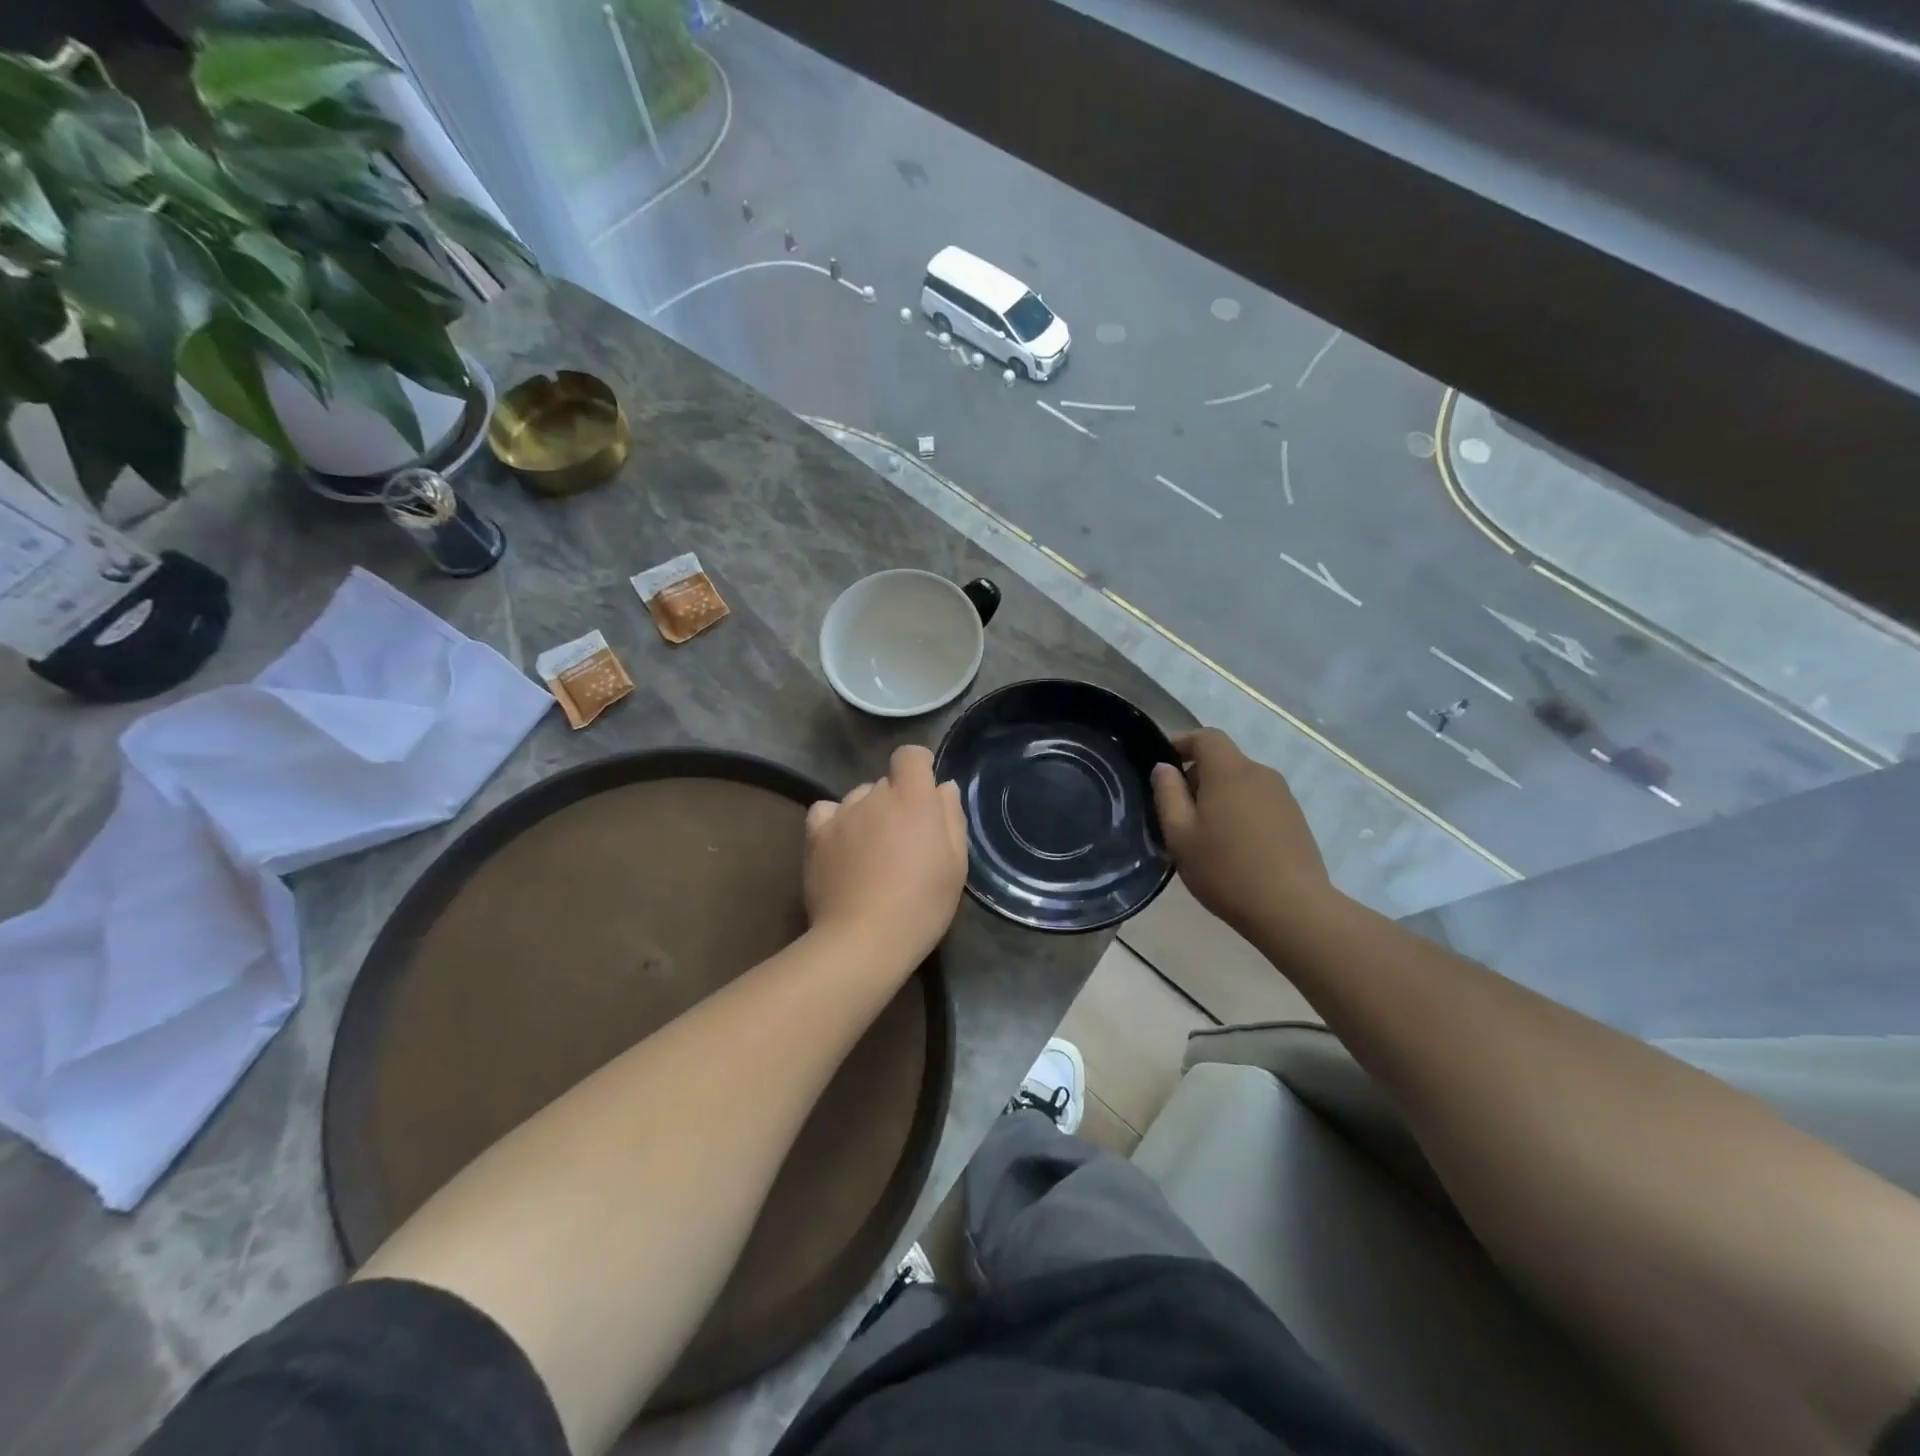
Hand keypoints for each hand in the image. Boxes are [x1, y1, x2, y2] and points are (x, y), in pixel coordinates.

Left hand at [805, 744, 968, 966]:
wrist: (863, 940)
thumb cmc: (921, 905)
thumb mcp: (955, 865)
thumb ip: (951, 817)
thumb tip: (943, 788)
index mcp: (912, 798)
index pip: (910, 755)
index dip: (919, 767)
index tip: (925, 792)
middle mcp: (874, 795)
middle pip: (886, 783)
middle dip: (897, 802)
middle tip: (904, 841)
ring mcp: (841, 813)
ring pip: (858, 797)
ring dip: (868, 813)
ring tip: (871, 851)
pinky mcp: (815, 834)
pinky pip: (826, 811)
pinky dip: (835, 821)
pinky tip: (841, 846)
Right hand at [1151, 728, 1331, 936]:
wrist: (1292, 909)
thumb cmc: (1226, 870)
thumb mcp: (1180, 835)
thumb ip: (1168, 794)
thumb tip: (1164, 768)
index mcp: (1229, 772)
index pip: (1206, 736)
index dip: (1182, 742)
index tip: (1164, 766)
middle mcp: (1260, 774)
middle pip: (1223, 760)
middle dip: (1197, 776)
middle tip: (1177, 812)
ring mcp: (1282, 796)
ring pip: (1241, 783)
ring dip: (1219, 797)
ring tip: (1204, 834)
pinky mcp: (1295, 818)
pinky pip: (1258, 801)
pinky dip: (1239, 811)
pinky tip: (1233, 847)